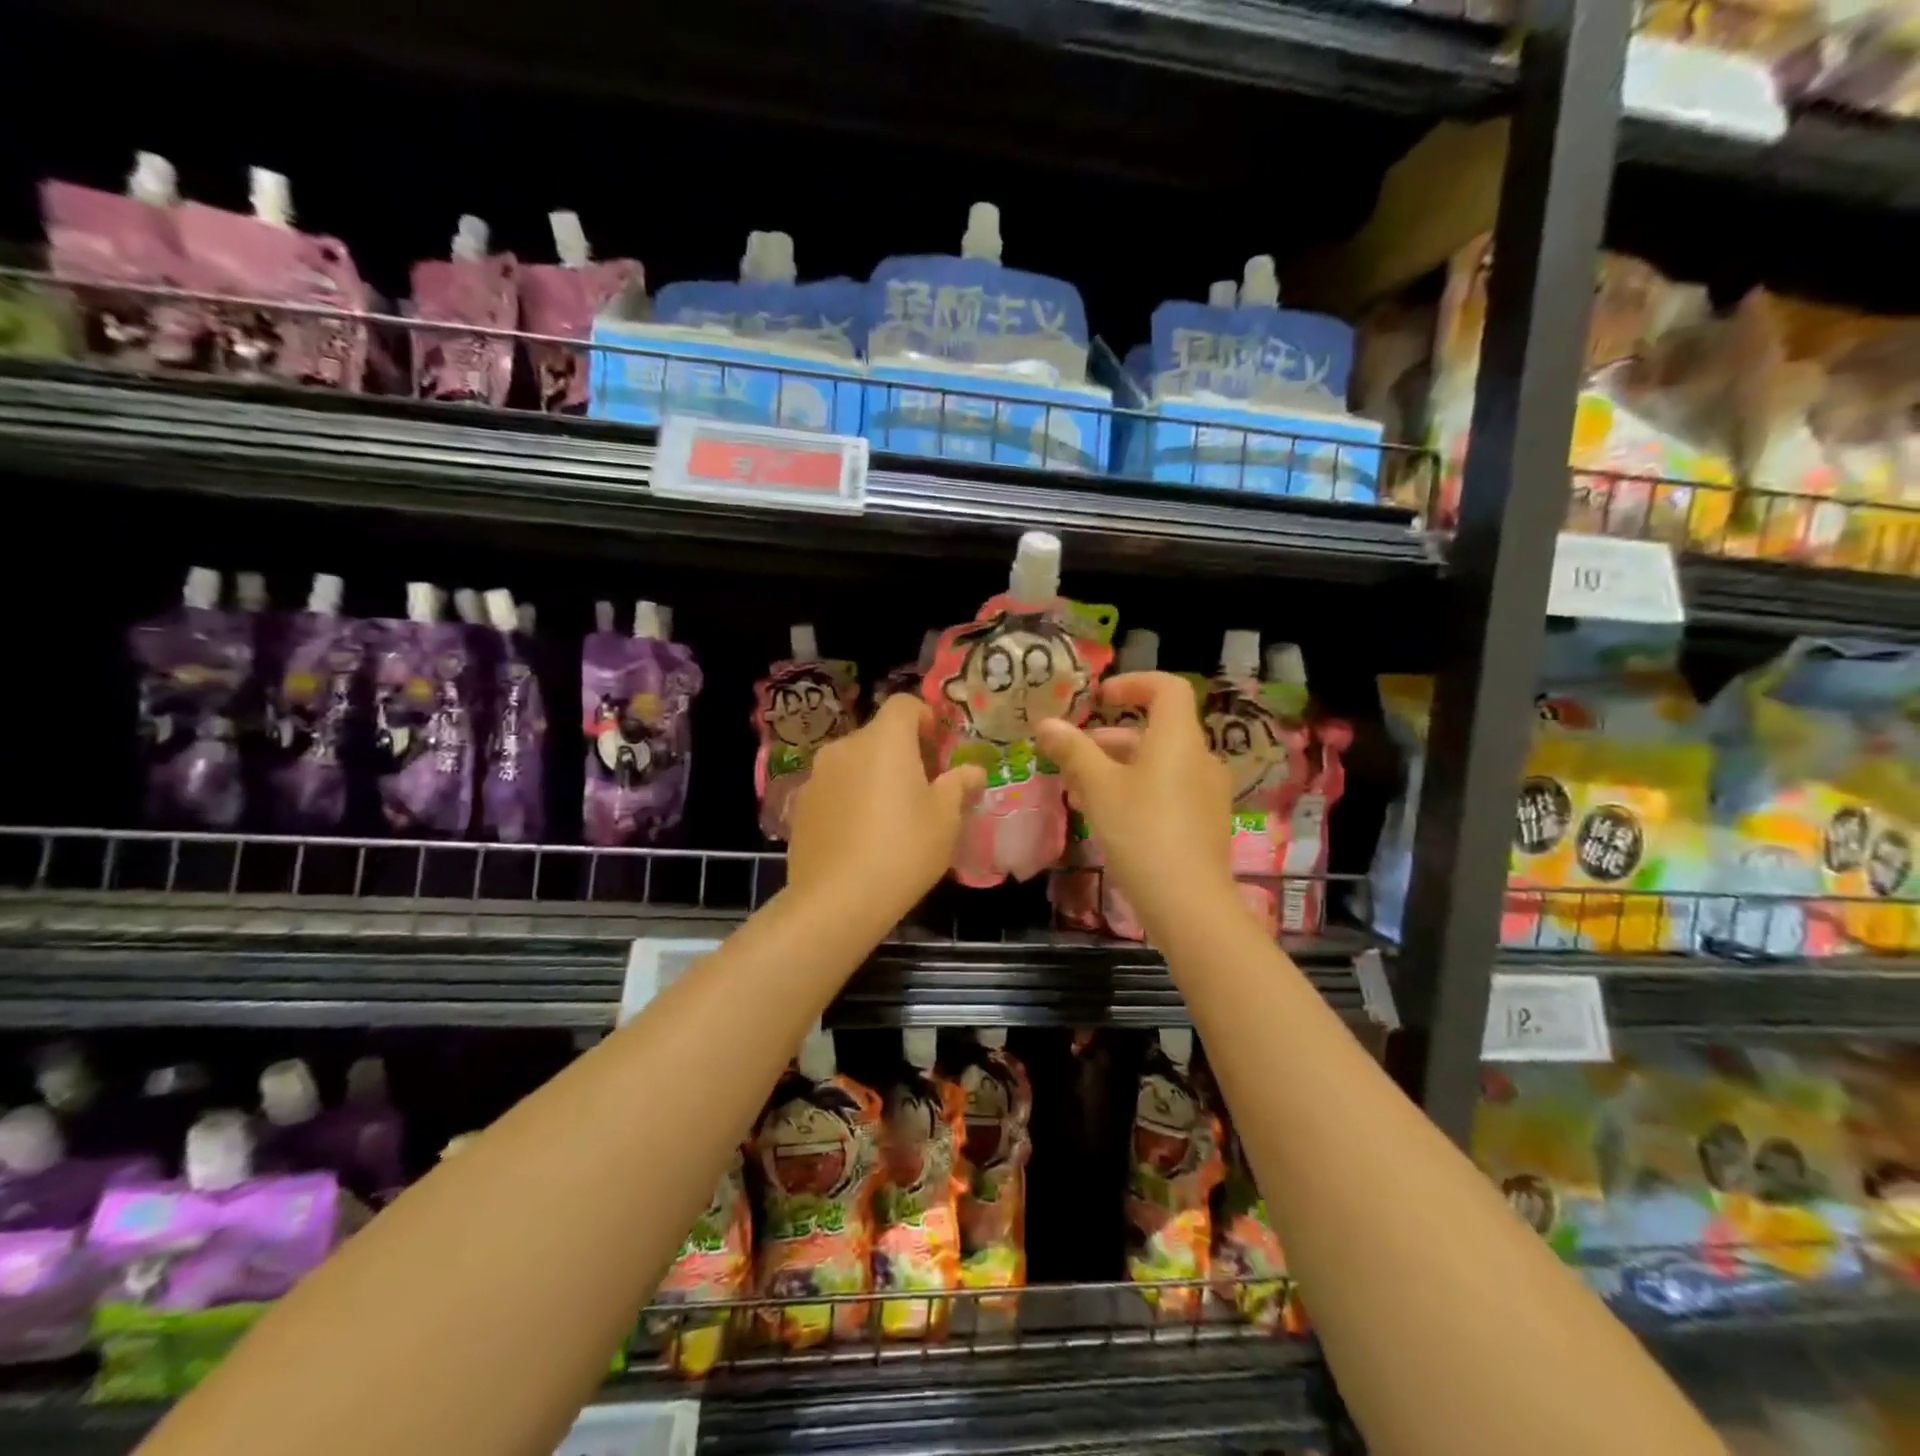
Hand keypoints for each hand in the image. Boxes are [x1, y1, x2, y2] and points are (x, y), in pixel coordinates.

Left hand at [787, 693, 984, 929]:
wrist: (836, 901)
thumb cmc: (903, 850)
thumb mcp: (945, 819)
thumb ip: (958, 786)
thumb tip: (972, 771)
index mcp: (884, 741)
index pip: (903, 705)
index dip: (924, 718)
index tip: (938, 749)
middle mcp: (845, 747)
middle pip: (878, 736)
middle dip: (902, 753)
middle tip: (923, 789)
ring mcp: (817, 776)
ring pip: (854, 763)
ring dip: (874, 776)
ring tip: (890, 816)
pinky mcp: (800, 806)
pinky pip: (834, 789)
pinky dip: (850, 799)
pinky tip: (860, 836)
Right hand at [1036, 673, 1239, 940]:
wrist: (1188, 904)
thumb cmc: (1141, 832)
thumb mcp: (1098, 788)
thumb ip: (1073, 751)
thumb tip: (1046, 723)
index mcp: (1179, 740)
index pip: (1167, 688)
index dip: (1133, 683)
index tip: (1099, 698)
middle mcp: (1199, 759)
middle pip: (1155, 732)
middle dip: (1108, 740)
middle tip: (1072, 757)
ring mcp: (1206, 794)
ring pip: (1156, 766)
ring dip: (1115, 770)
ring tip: (1077, 793)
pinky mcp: (1203, 824)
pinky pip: (1167, 792)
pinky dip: (1135, 792)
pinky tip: (1105, 819)